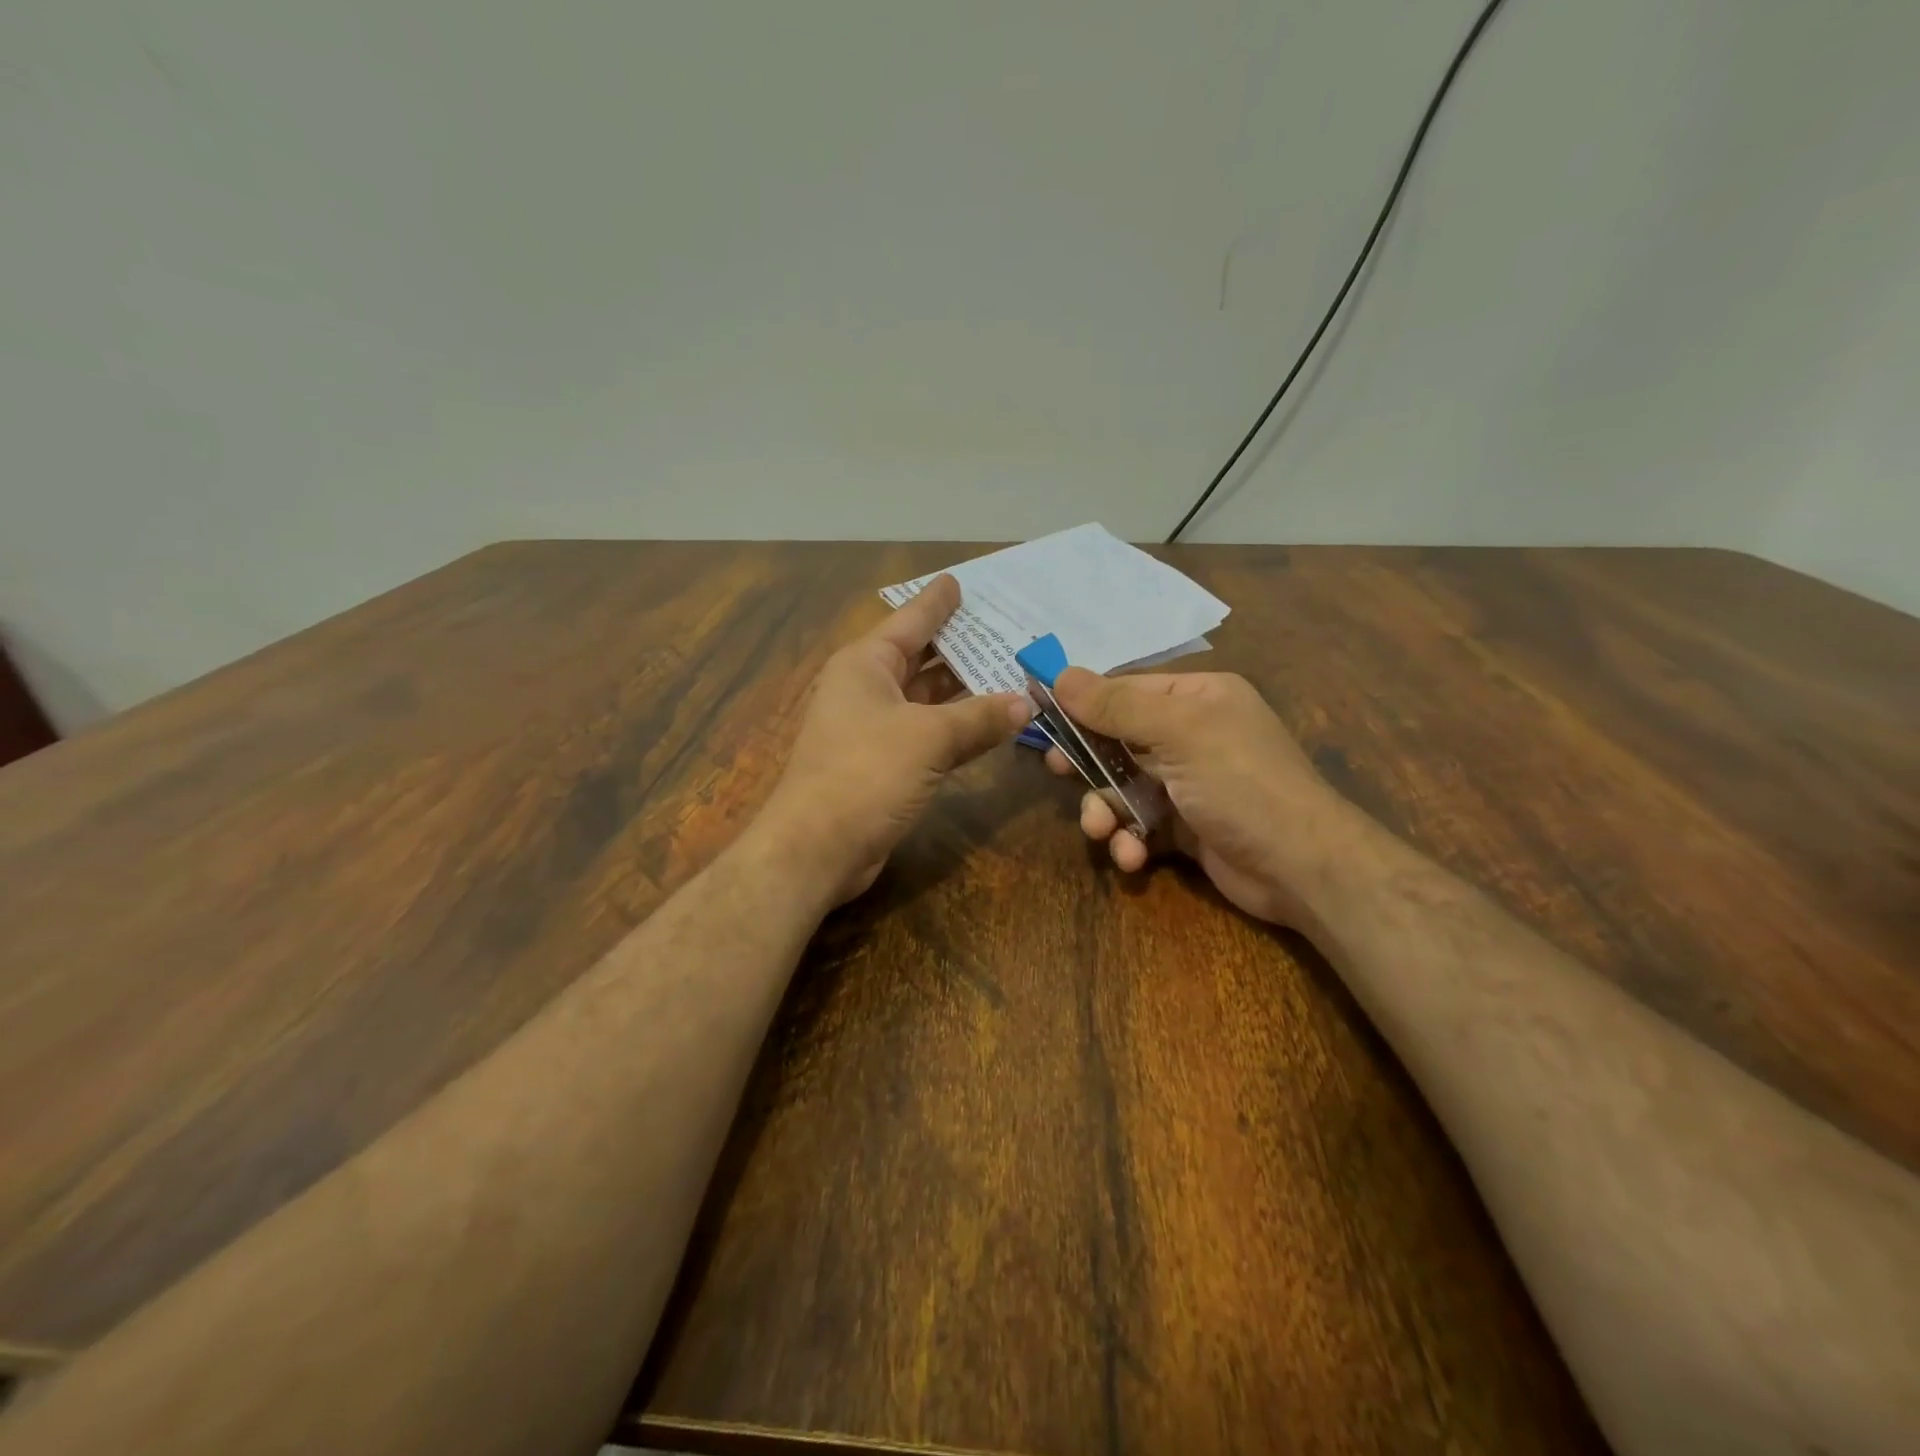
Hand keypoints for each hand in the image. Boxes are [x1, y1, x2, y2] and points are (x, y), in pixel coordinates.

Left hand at [762, 575, 1030, 901]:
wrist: (817, 847)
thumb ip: (980, 717)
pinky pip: (928, 732)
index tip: (960, 581)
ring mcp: (873, 728)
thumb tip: (1028, 702)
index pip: (909, 621)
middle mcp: (866, 689)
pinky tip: (990, 721)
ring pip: (926, 698)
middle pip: (920, 657)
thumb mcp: (929, 737)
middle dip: (960, 645)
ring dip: (964, 689)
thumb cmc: (865, 773)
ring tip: (1009, 669)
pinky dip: (957, 726)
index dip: (937, 602)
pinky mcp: (883, 764)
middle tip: (1005, 628)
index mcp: (865, 664)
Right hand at [1045, 668, 1350, 924]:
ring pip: (1122, 788)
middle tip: (1057, 771)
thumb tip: (1060, 675)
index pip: (1124, 690)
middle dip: (1088, 762)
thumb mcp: (1179, 732)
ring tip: (1100, 831)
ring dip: (1104, 811)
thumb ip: (1117, 705)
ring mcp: (1187, 783)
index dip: (1081, 704)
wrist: (1302, 867)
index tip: (1040, 716)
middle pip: (1117, 740)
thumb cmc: (1241, 782)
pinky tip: (1132, 856)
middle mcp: (1191, 735)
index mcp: (1196, 697)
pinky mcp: (1185, 827)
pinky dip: (1130, 840)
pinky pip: (1139, 824)